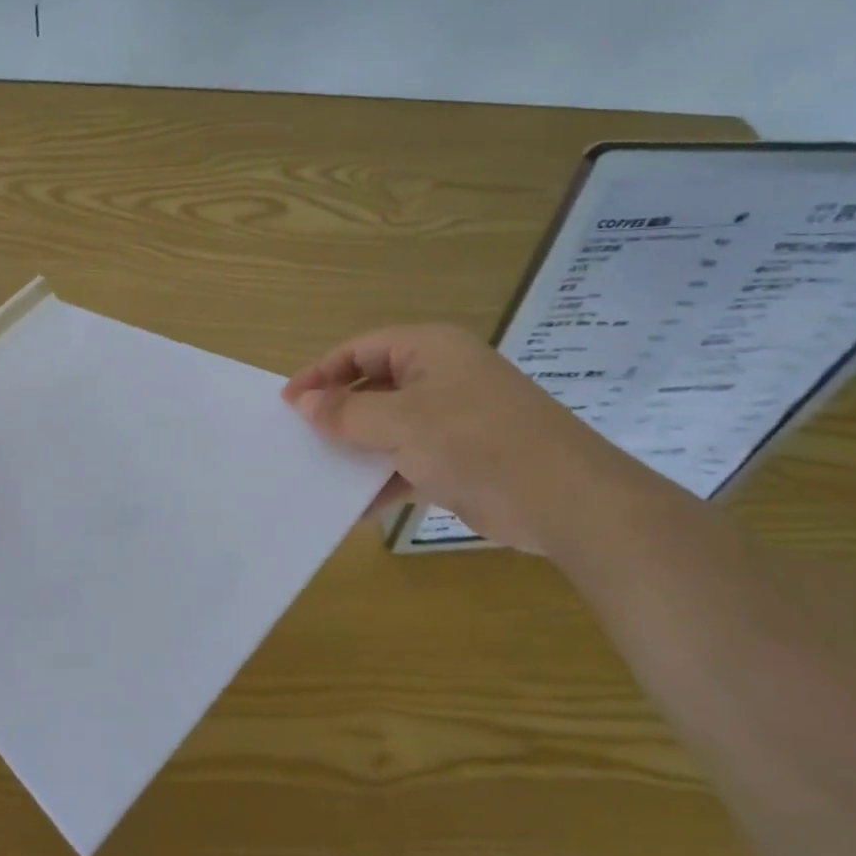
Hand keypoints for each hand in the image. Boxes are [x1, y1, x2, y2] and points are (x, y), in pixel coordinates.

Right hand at [282, 324, 613, 553]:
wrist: (568, 502)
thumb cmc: (477, 443)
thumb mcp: (403, 424)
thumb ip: (348, 412)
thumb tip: (304, 403)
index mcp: (429, 350)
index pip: (360, 350)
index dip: (321, 373)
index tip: (287, 403)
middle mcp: (441, 377)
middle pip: (374, 387)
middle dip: (338, 414)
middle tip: (298, 438)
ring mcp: (454, 418)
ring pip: (390, 427)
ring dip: (358, 450)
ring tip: (318, 473)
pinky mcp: (462, 458)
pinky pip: (410, 460)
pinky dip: (384, 478)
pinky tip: (356, 505)